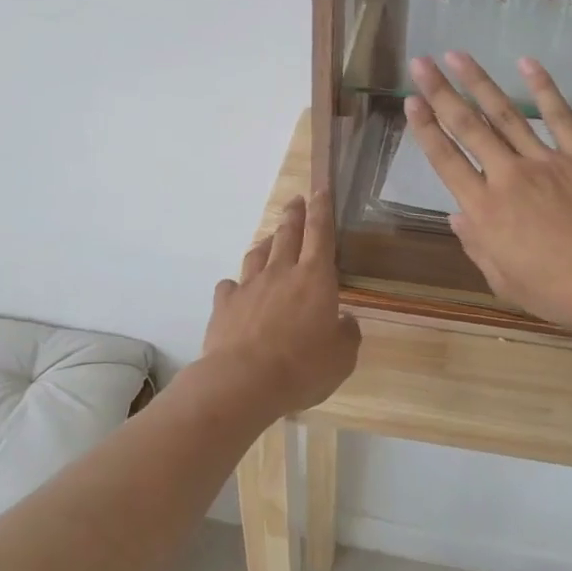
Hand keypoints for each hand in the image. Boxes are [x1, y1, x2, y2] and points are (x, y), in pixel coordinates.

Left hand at [202, 191, 361, 417]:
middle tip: (296, 200)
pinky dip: (236, 284)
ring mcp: (249, 286)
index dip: (322, 209)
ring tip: (270, 239)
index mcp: (315, 278)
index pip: (320, 233)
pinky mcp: (224, 304)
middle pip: (287, 234)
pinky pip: (230, 286)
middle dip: (294, 215)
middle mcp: (281, 273)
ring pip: (257, 254)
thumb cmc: (303, 368)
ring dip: (266, 242)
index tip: (320, 189)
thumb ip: (347, 333)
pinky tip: (237, 289)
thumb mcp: (342, 357)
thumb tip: (344, 320)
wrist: (244, 382)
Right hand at [405, 53, 571, 338]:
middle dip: (440, 92)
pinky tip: (526, 64)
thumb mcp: (504, 281)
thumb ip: (476, 245)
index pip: (446, 160)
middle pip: (467, 127)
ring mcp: (546, 162)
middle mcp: (507, 177)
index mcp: (484, 210)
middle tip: (421, 63)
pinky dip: (543, 88)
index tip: (411, 101)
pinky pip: (560, 116)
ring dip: (479, 83)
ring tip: (458, 56)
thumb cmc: (558, 291)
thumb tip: (457, 216)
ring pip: (505, 114)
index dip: (425, 129)